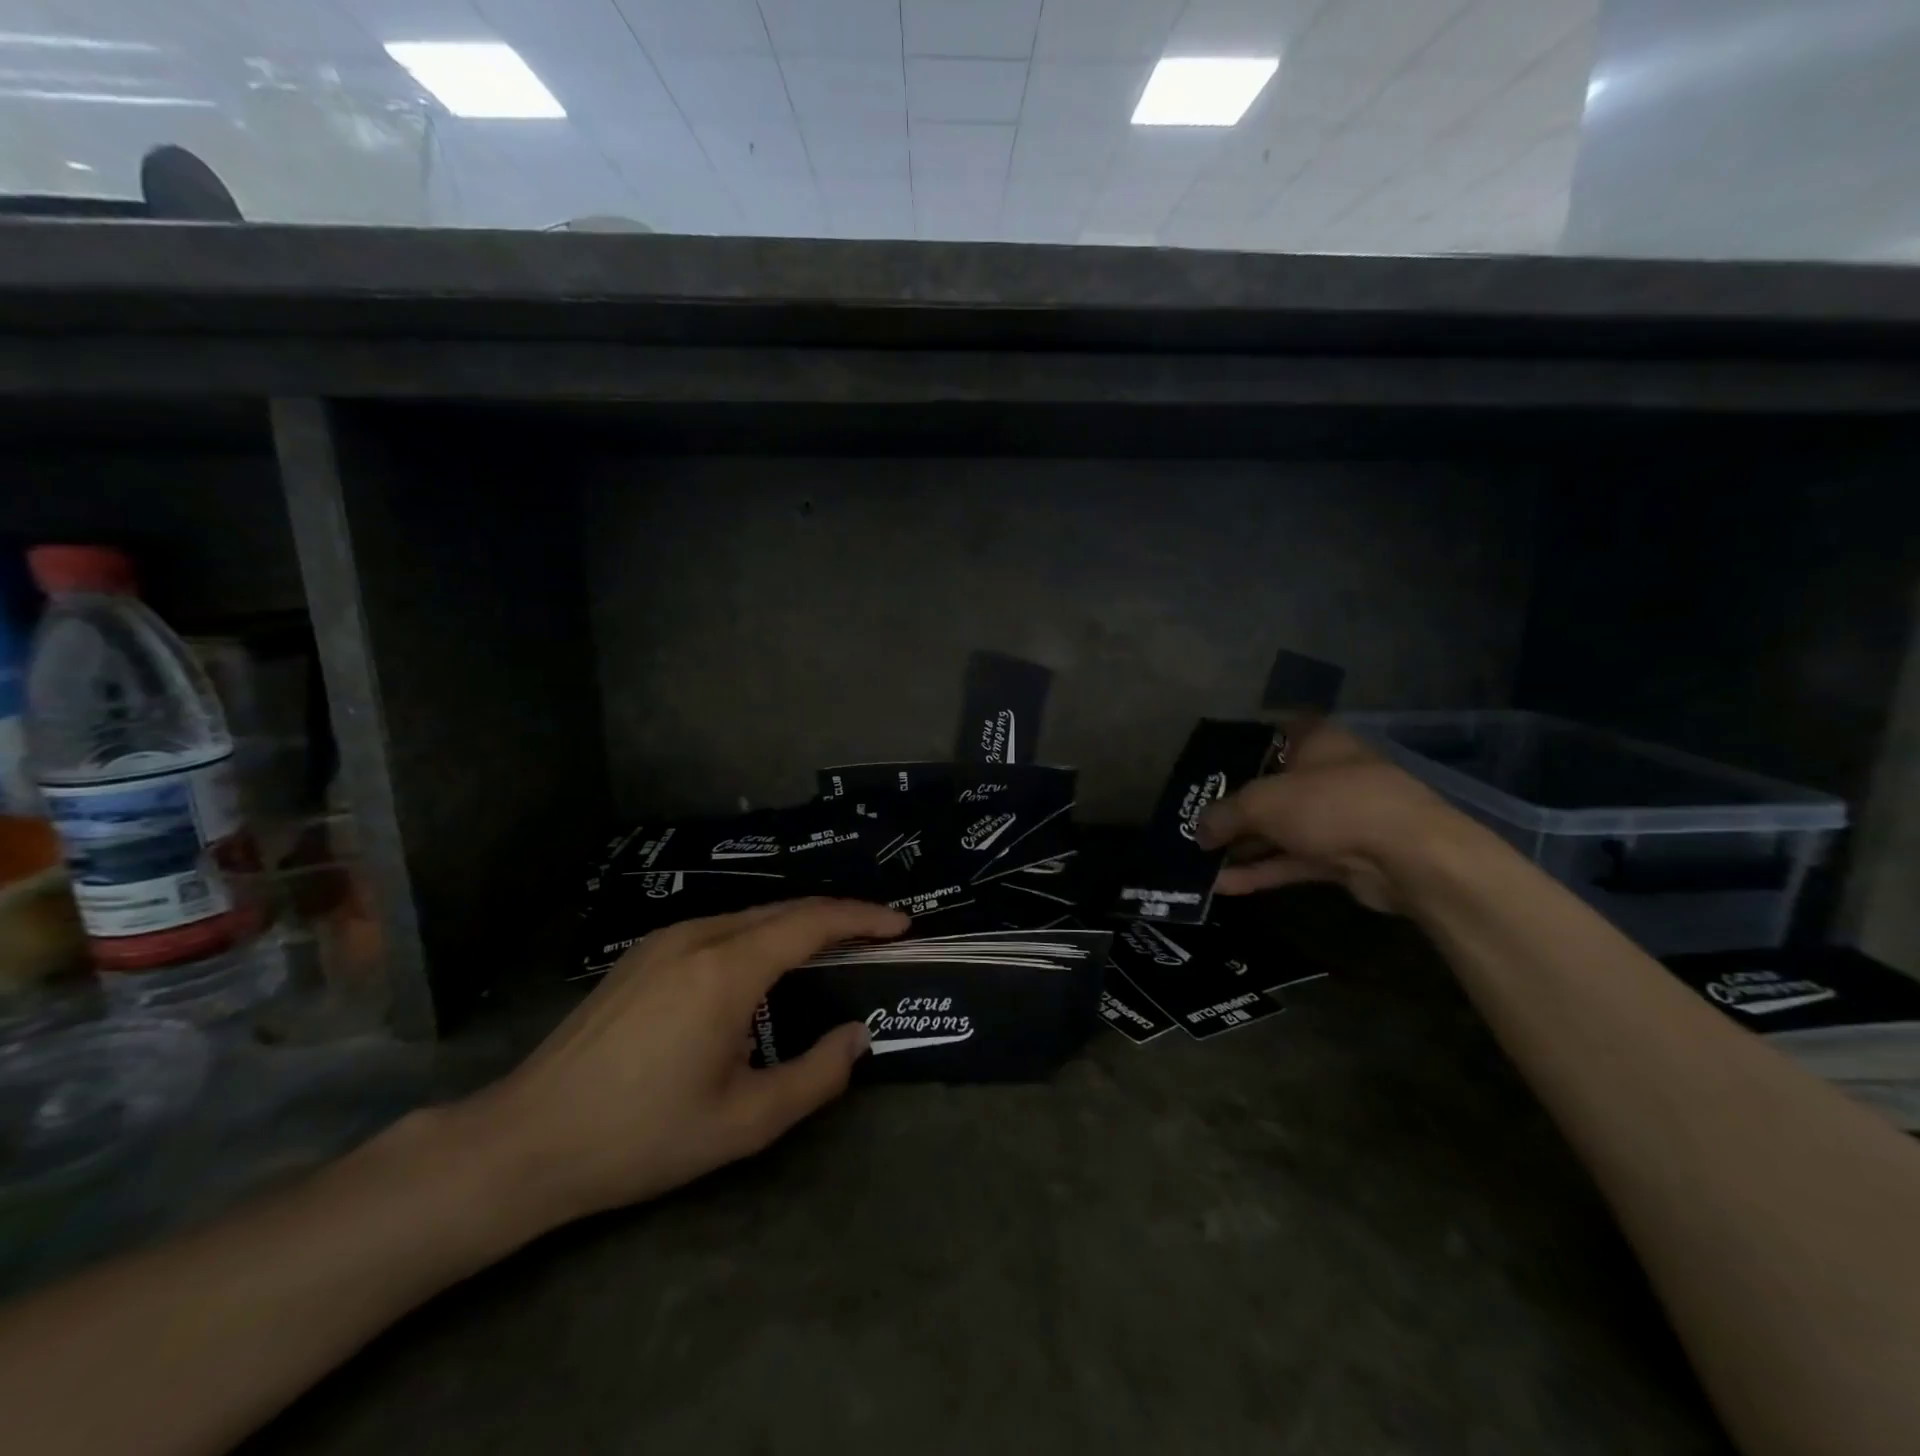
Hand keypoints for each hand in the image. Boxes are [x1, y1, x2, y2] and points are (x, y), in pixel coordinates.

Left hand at [466, 898, 908, 1231]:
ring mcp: (664, 940)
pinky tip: (766, 964)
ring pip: (751, 915)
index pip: (812, 922)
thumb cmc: (642, 1136)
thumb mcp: (744, 1121)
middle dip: (838, 917)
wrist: (526, 1141)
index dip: (863, 918)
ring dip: (798, 925)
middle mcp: (698, 936)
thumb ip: (816, 1076)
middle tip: (877, 936)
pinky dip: (761, 934)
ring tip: (832, 949)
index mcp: (726, 968)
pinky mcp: (642, 954)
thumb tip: (859, 1035)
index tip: (902, 926)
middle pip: (785, 909)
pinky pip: (720, 927)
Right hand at [1195, 722, 1475, 914]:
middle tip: (1192, 821)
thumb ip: (1225, 814)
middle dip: (1232, 808)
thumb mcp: (1262, 802)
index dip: (1238, 749)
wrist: (1407, 857)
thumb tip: (1198, 832)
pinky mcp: (1342, 856)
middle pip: (1270, 787)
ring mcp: (1337, 817)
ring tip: (1198, 859)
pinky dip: (1261, 871)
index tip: (1206, 769)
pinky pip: (1291, 861)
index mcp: (1316, 740)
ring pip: (1280, 829)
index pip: (1271, 735)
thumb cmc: (1330, 804)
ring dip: (1242, 845)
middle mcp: (1327, 773)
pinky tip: (1222, 885)